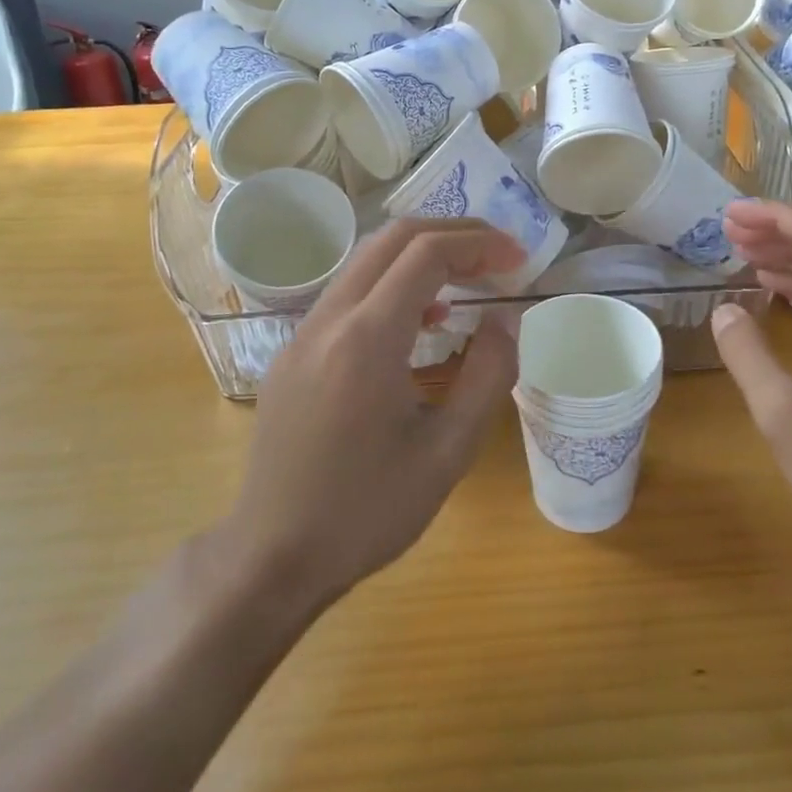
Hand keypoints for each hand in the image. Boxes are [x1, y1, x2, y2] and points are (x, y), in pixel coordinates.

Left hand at [228, 219, 525, 615]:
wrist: (272, 558)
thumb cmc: (367, 512)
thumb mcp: (448, 452)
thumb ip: (488, 376)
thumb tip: (505, 320)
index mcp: (367, 339)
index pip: (427, 254)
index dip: (480, 245)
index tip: (518, 260)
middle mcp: (329, 320)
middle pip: (393, 239)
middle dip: (452, 234)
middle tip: (498, 254)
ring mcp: (303, 333)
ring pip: (367, 261)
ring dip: (421, 256)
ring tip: (469, 281)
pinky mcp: (293, 352)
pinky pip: (348, 294)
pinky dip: (392, 284)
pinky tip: (421, 323)